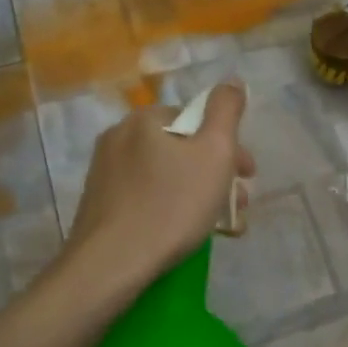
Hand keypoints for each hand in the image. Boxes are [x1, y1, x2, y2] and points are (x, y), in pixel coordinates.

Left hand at [65, 82, 255, 286]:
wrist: (111, 265)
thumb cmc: (171, 205)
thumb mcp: (214, 152)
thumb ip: (226, 110)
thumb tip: (231, 81)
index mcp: (144, 119)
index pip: (197, 120)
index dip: (229, 146)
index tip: (247, 176)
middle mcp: (118, 138)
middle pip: (182, 149)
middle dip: (216, 175)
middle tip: (237, 206)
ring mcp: (104, 174)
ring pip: (166, 176)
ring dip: (198, 194)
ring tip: (219, 227)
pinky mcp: (99, 206)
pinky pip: (146, 198)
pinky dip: (171, 209)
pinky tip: (185, 235)